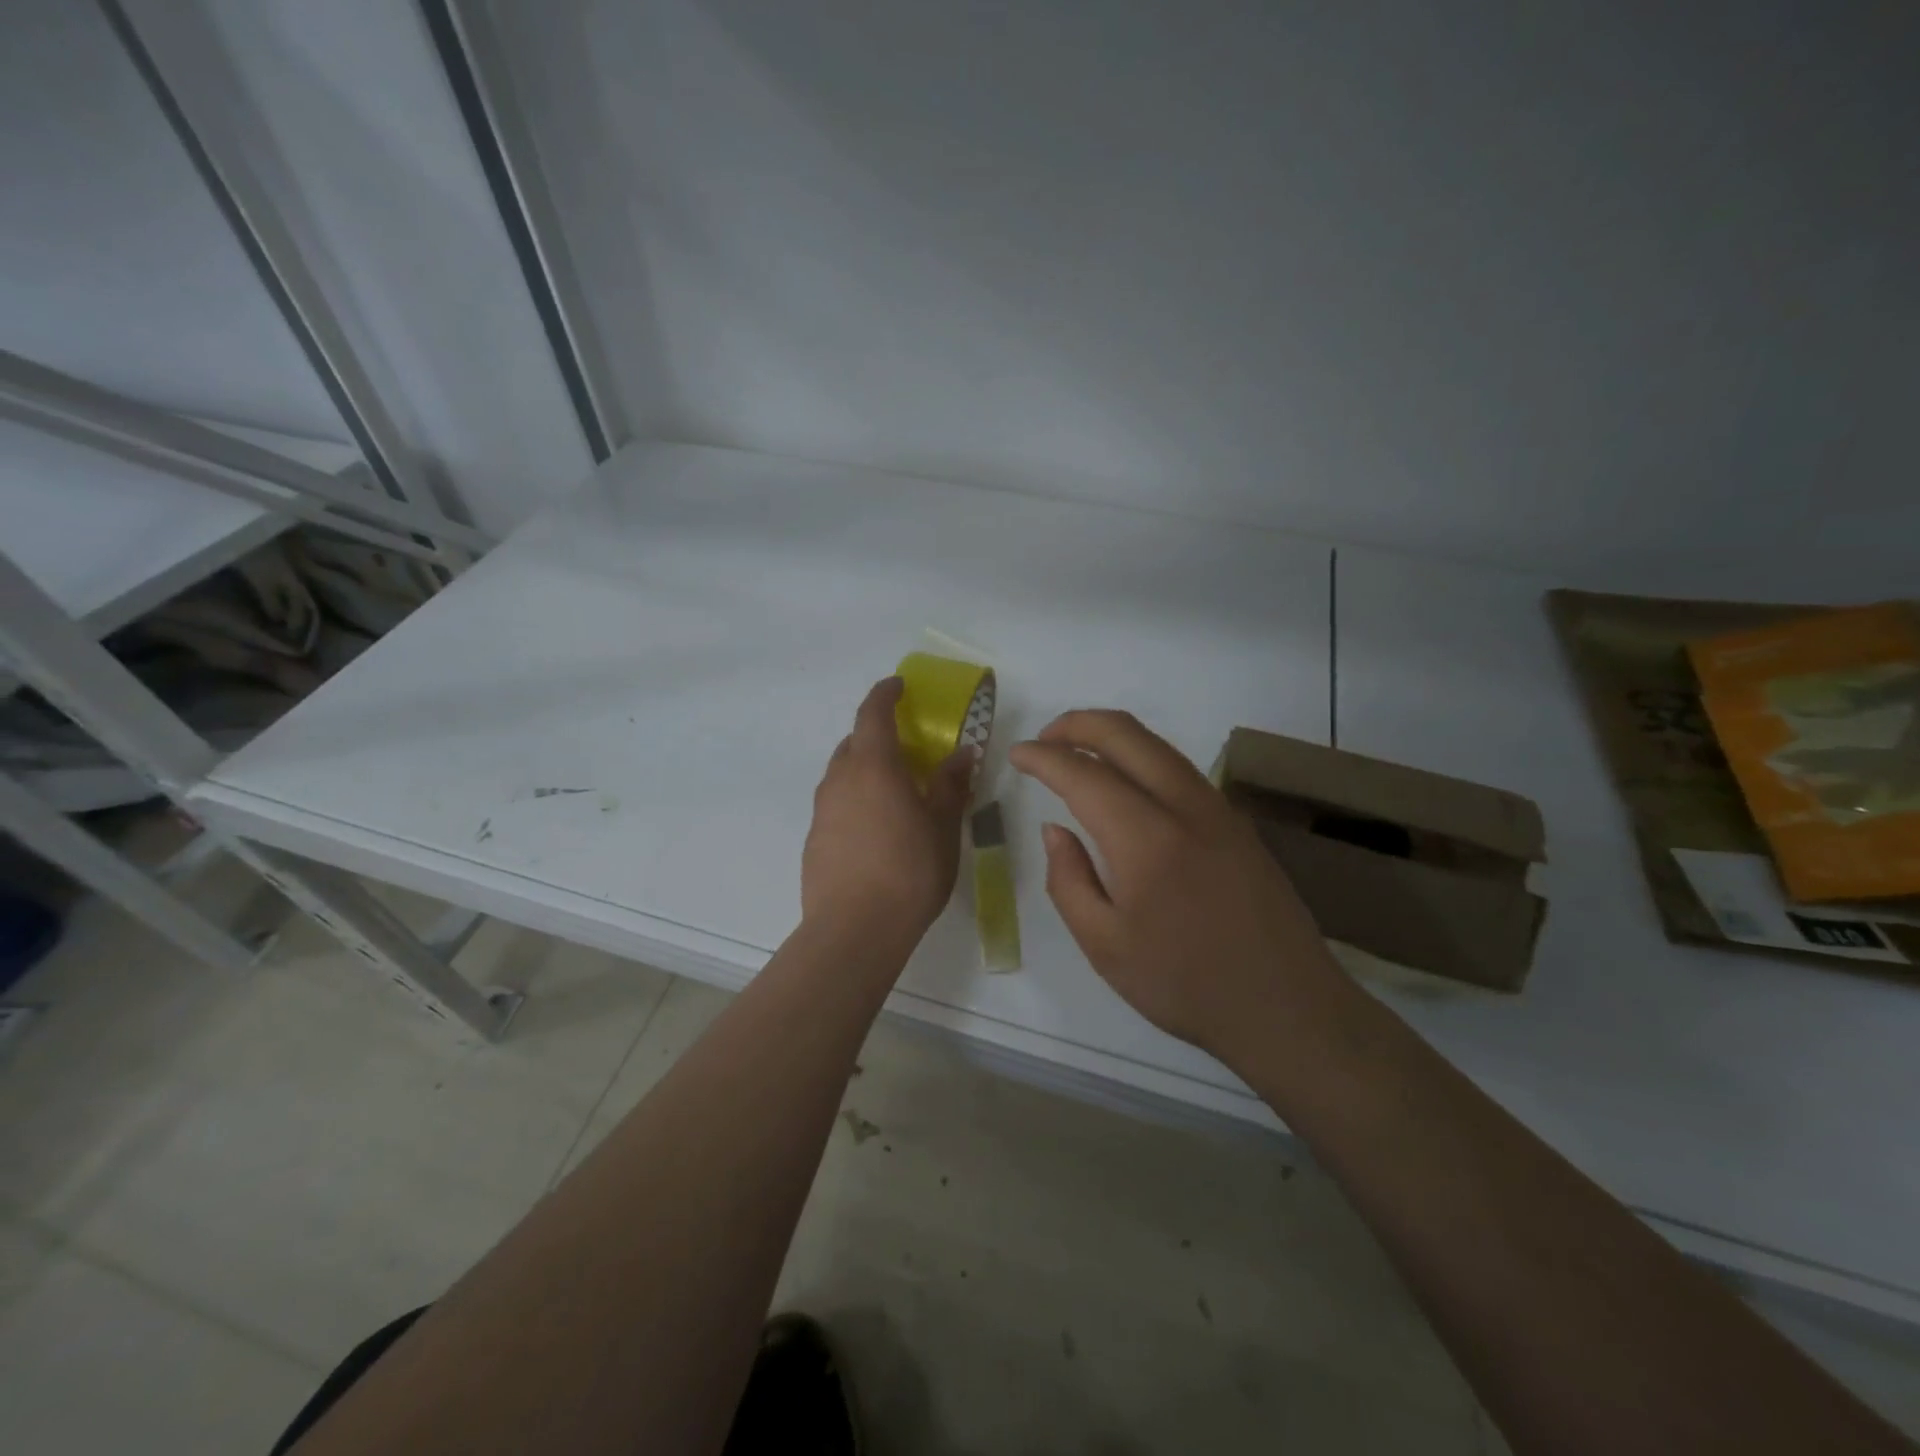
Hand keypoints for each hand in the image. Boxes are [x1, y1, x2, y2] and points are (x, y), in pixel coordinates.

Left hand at [802, 677, 974, 941]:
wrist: (854, 929)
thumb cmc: (909, 870)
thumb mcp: (943, 826)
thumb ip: (951, 785)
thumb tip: (962, 753)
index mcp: (874, 766)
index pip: (873, 713)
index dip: (885, 693)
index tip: (898, 685)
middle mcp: (840, 779)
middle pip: (854, 742)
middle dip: (877, 735)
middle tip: (906, 748)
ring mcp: (822, 809)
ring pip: (842, 773)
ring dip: (865, 769)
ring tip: (894, 791)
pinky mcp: (814, 838)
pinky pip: (836, 803)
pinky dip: (855, 800)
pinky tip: (875, 830)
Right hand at [1009, 710, 1350, 1070]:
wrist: (1288, 1009)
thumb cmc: (1186, 985)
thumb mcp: (1105, 946)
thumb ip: (1068, 880)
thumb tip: (1054, 830)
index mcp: (1146, 839)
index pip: (1084, 775)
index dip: (1044, 758)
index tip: (1017, 754)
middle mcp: (1186, 807)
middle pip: (1127, 735)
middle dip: (1078, 724)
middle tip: (1044, 738)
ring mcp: (1219, 809)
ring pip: (1158, 745)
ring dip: (1112, 735)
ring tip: (1077, 752)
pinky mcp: (1237, 823)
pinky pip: (1180, 768)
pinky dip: (1142, 756)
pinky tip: (1127, 782)